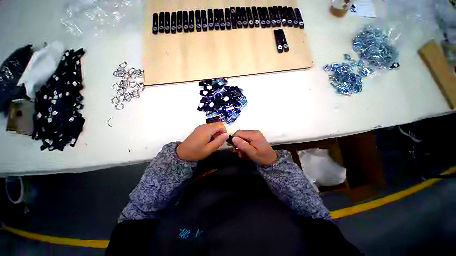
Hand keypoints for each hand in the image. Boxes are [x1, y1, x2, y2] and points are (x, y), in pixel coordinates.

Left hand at [177, 123, 228, 160]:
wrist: (182, 153)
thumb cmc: (196, 152)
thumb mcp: (209, 149)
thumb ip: (219, 141)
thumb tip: (227, 134)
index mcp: (207, 130)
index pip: (221, 125)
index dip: (224, 131)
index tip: (222, 140)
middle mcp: (204, 126)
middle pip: (217, 124)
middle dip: (220, 132)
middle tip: (217, 141)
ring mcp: (201, 126)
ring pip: (214, 126)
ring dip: (216, 133)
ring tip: (212, 142)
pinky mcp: (199, 128)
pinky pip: (209, 128)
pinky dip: (211, 132)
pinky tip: (207, 140)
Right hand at [232, 130, 276, 165]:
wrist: (272, 161)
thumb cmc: (262, 157)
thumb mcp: (252, 153)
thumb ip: (242, 145)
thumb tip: (233, 138)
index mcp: (253, 134)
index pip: (239, 133)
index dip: (233, 139)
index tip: (231, 147)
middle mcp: (254, 132)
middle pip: (240, 134)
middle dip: (237, 143)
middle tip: (237, 151)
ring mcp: (255, 134)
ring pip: (242, 137)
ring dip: (240, 145)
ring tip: (242, 154)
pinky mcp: (255, 137)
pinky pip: (246, 139)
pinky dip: (244, 145)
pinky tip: (245, 152)